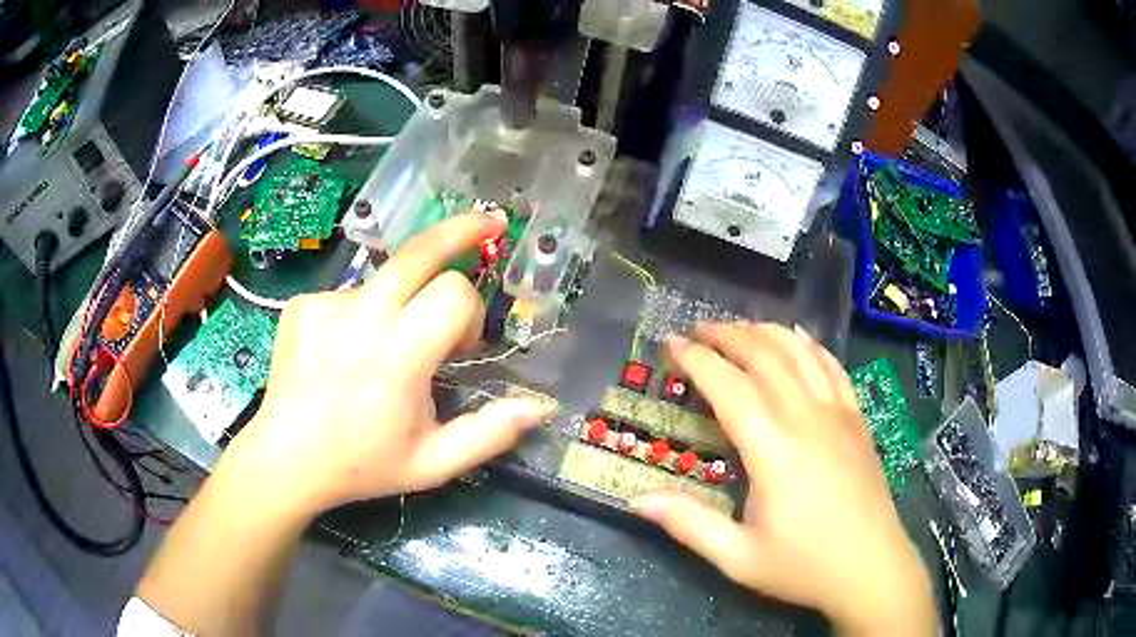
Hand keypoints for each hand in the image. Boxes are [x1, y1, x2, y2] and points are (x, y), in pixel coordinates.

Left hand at [220, 213, 557, 516]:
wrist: (287, 460)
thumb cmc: (363, 465)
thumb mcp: (433, 463)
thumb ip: (489, 434)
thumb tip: (539, 408)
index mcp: (398, 355)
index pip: (454, 293)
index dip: (470, 312)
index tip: (460, 345)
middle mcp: (362, 316)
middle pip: (421, 249)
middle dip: (461, 230)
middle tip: (489, 222)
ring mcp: (326, 304)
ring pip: (385, 280)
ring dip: (402, 301)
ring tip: (382, 348)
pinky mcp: (303, 305)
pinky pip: (349, 295)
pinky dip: (361, 315)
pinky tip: (345, 353)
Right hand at [634, 323, 934, 634]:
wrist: (870, 568)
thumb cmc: (803, 566)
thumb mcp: (739, 557)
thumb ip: (689, 524)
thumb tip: (637, 500)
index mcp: (774, 450)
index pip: (729, 387)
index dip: (697, 360)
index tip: (671, 343)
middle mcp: (807, 419)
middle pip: (765, 357)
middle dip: (728, 335)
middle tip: (698, 330)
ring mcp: (838, 414)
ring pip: (800, 354)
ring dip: (767, 332)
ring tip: (740, 327)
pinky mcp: (857, 420)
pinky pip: (833, 368)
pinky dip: (812, 346)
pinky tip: (799, 338)